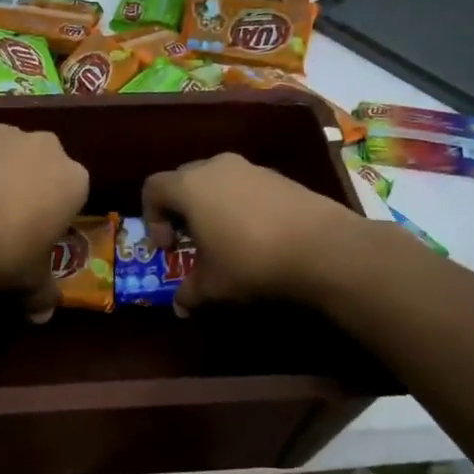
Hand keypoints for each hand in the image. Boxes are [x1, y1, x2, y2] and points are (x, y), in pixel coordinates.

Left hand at [0, 118, 87, 317]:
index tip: (32, 240)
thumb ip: (42, 294)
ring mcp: (2, 130)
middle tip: (0, 224)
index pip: (72, 197)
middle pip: (40, 168)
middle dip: (26, 189)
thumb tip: (43, 316)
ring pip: (4, 153)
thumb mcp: (26, 282)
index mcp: (72, 180)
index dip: (53, 219)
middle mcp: (45, 146)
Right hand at [140, 153, 361, 311]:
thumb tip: (180, 306)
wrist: (322, 247)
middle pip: (184, 179)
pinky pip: (246, 186)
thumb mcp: (213, 286)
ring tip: (225, 239)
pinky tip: (257, 236)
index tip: (168, 247)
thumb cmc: (251, 261)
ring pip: (217, 180)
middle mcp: (216, 167)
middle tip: (190, 240)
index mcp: (190, 186)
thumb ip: (189, 293)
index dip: (151, 217)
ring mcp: (251, 168)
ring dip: (212, 206)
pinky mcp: (280, 176)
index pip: (153, 187)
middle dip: (181, 209)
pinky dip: (241, 205)